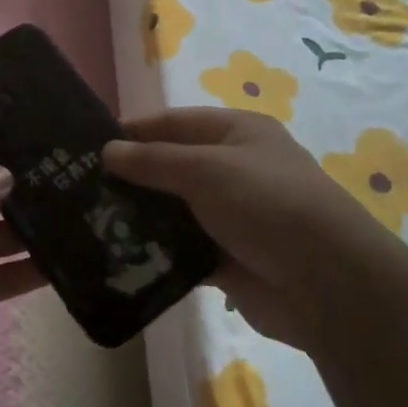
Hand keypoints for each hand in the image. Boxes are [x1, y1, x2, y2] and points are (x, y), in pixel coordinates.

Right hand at [104, 107, 397, 349]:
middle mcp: (233, 169)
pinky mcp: (225, 257)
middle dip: (130, 178)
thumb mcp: (207, 169)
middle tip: (79, 190)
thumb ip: (153, 161)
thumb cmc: (268, 204)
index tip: (86, 146)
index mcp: (237, 133)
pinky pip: (180, 249)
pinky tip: (118, 256)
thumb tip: (107, 151)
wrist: (328, 283)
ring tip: (89, 224)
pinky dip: (155, 253)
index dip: (133, 131)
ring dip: (139, 217)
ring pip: (172, 210)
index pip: (173, 123)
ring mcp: (230, 216)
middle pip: (170, 167)